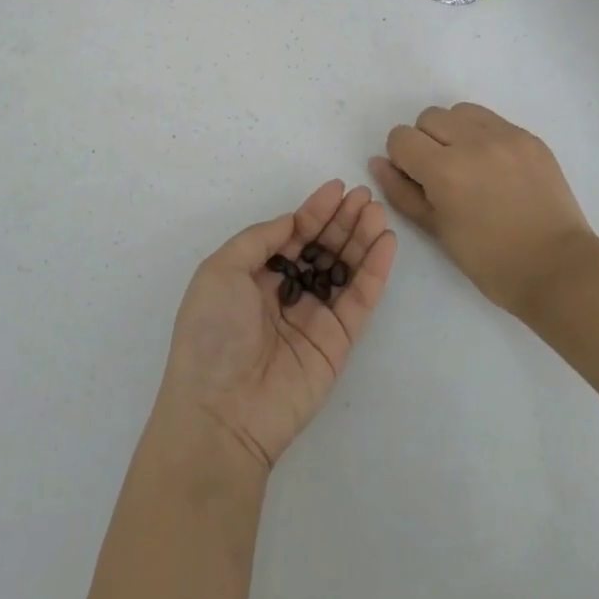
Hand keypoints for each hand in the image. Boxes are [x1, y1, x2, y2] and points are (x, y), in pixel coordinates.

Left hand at [155, 181, 396, 471]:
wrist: (222, 410)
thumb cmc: (212, 332)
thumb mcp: (220, 270)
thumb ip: (260, 239)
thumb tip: (293, 222)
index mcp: (254, 277)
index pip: (292, 235)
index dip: (314, 211)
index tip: (337, 187)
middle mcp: (285, 294)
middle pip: (321, 248)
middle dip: (342, 221)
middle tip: (365, 196)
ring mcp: (314, 318)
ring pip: (344, 269)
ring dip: (362, 239)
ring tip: (378, 213)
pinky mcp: (338, 342)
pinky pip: (360, 299)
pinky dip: (375, 271)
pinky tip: (386, 243)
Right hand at [370, 103, 597, 312]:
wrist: (558, 268)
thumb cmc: (490, 261)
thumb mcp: (437, 230)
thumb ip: (402, 192)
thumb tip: (378, 163)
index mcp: (444, 170)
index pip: (401, 138)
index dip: (402, 159)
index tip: (417, 180)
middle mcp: (472, 142)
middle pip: (429, 117)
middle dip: (426, 142)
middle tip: (443, 175)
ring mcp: (506, 136)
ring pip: (460, 112)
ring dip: (454, 131)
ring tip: (469, 165)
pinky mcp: (529, 137)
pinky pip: (492, 121)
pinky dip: (484, 136)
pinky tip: (496, 167)